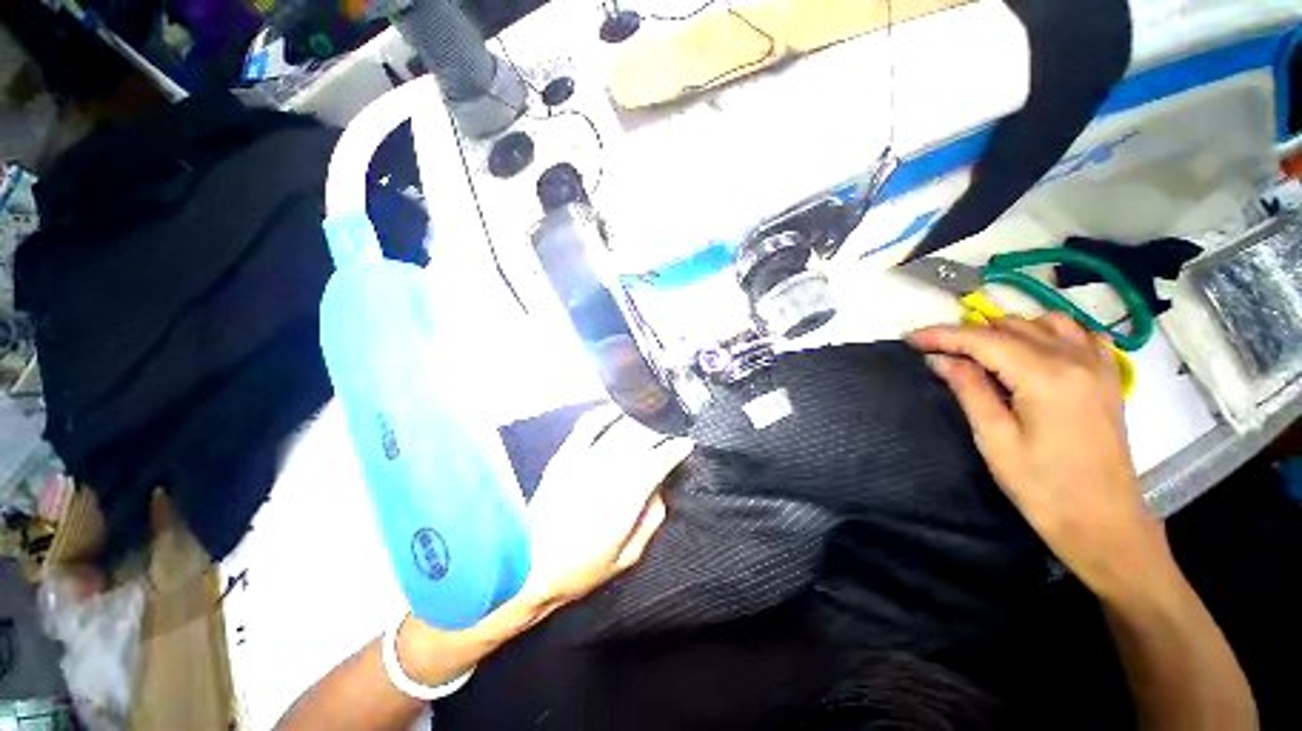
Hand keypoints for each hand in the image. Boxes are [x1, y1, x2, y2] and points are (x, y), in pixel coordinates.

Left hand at [512, 404, 690, 615]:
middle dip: (662, 428)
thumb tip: (659, 490)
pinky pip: (588, 425)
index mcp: (628, 498)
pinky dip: (604, 412)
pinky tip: (615, 408)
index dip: (676, 449)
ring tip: (652, 412)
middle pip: (642, 437)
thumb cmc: (581, 568)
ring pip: (619, 426)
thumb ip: (650, 521)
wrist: (527, 565)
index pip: (659, 461)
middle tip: (672, 425)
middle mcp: (609, 471)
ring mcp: (585, 459)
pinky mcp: (565, 454)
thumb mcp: (627, 557)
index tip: (686, 443)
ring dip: (639, 416)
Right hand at [909, 314, 1171, 598]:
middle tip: (938, 353)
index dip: (942, 335)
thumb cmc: (1042, 486)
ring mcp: (1098, 365)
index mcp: (1045, 377)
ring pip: (1046, 322)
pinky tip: (1035, 348)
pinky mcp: (1108, 377)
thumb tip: (939, 358)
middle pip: (1012, 327)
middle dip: (969, 334)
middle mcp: (1075, 359)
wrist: (1103, 522)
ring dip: (1008, 329)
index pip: (983, 340)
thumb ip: (968, 389)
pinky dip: (1051, 331)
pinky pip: (1082, 334)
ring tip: (981, 351)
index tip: (910, 338)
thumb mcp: (994, 438)